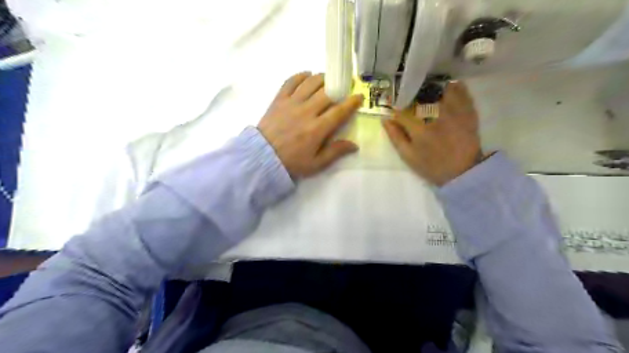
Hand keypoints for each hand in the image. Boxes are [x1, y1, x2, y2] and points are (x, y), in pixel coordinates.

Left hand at [257, 72, 363, 179]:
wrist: (262, 157)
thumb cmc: (292, 162)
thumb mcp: (316, 163)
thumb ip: (335, 152)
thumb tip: (355, 145)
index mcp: (317, 129)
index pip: (339, 111)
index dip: (351, 102)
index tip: (359, 96)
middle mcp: (307, 111)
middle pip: (327, 93)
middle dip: (340, 87)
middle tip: (344, 87)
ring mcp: (291, 103)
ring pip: (311, 82)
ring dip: (322, 78)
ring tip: (328, 79)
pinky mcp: (279, 99)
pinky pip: (291, 81)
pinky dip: (301, 75)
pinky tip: (307, 75)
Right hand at [383, 81, 482, 185]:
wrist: (463, 172)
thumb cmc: (431, 166)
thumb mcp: (408, 156)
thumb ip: (395, 137)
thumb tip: (385, 119)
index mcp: (419, 127)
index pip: (401, 109)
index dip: (394, 107)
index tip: (392, 107)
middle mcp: (436, 114)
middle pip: (419, 94)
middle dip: (412, 94)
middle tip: (409, 98)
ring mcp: (454, 111)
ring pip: (439, 88)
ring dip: (431, 87)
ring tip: (426, 91)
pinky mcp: (468, 110)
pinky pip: (460, 91)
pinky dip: (452, 87)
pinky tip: (446, 89)